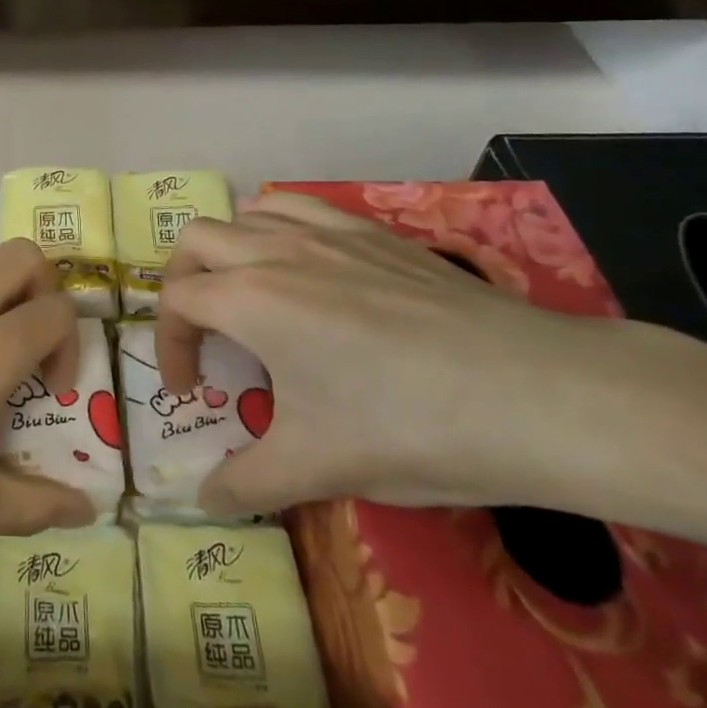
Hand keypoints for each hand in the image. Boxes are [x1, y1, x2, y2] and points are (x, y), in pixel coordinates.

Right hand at [157, 191, 612, 515]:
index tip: (191, 393)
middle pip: (196, 240)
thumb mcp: (318, 466)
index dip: (168, 347)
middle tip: (202, 332)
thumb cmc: (411, 427)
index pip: (175, 301)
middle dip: (181, 282)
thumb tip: (203, 501)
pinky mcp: (373, 230)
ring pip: (247, 212)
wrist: (538, 395)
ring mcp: (327, 231)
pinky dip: (278, 227)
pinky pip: (300, 207)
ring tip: (247, 294)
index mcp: (250, 299)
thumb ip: (246, 483)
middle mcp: (276, 250)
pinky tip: (304, 266)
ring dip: (228, 248)